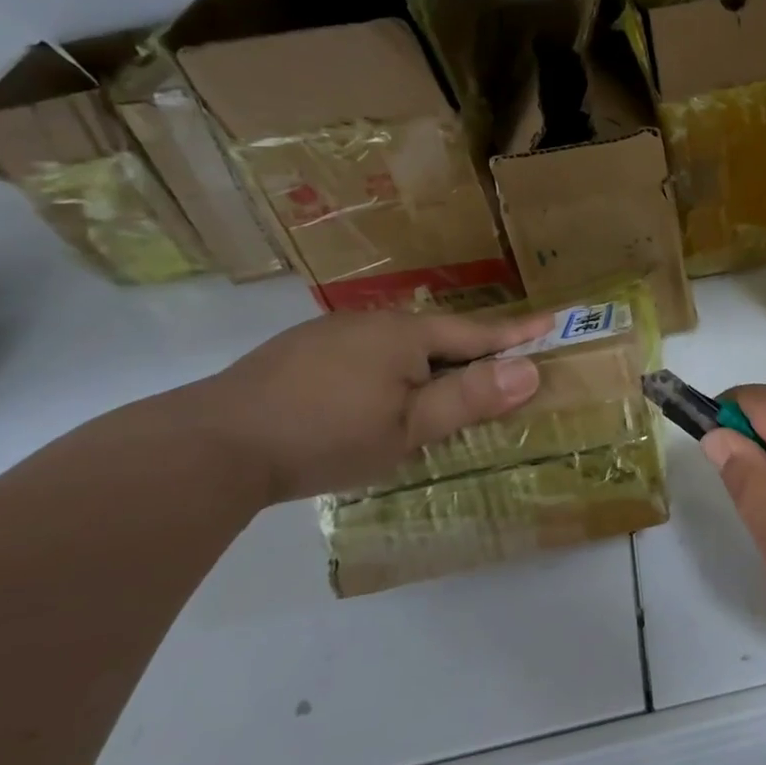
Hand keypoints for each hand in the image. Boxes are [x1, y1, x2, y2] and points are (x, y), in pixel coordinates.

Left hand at [190, 307, 552, 508]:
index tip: (553, 320)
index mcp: (406, 335)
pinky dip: (386, 367)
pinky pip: (363, 352)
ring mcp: (330, 333)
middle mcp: (372, 322)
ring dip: (425, 359)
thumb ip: (469, 398)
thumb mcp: (409, 427)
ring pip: (396, 343)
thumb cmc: (326, 436)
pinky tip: (371, 391)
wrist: (212, 444)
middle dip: (470, 347)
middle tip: (498, 360)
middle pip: (437, 334)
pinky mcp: (298, 352)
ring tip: (436, 382)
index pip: (477, 333)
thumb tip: (530, 370)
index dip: (516, 333)